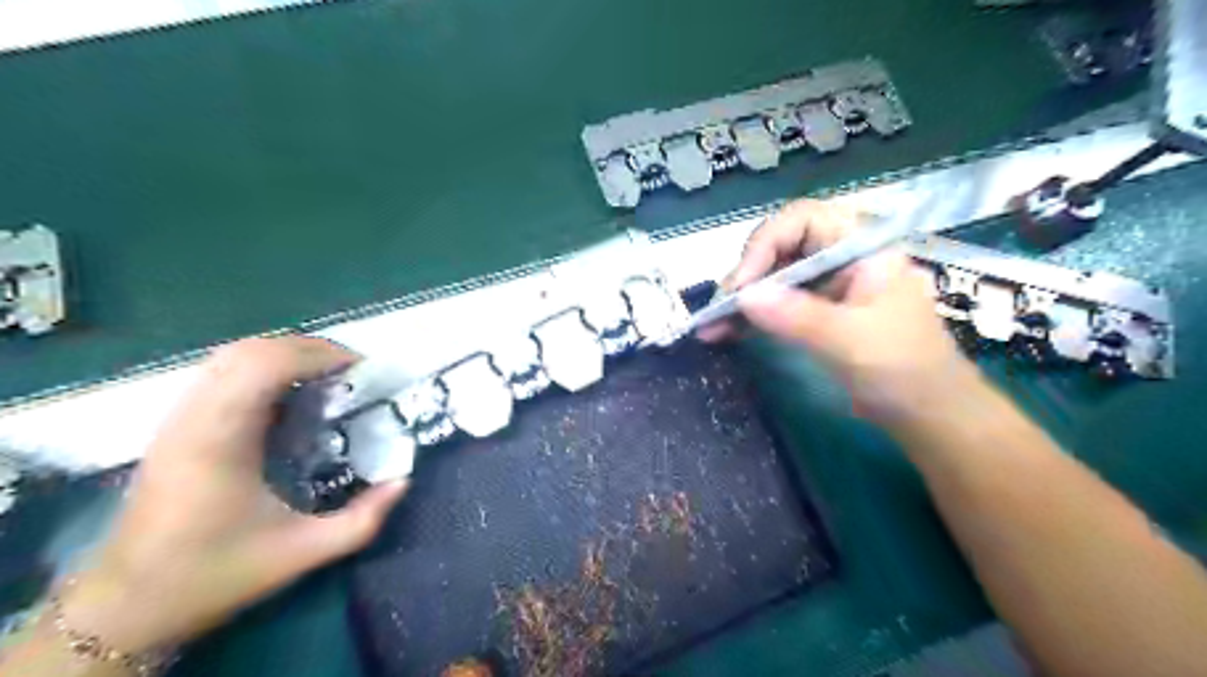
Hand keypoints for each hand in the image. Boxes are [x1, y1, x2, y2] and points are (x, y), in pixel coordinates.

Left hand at [60, 339, 410, 656]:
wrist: (126, 607)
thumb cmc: (215, 575)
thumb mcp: (302, 553)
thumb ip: (362, 520)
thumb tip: (403, 481)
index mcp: (220, 441)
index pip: (265, 365)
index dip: (318, 355)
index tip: (360, 370)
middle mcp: (193, 418)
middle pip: (249, 350)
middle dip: (308, 349)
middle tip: (350, 372)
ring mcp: (178, 419)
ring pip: (231, 356)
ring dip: (285, 355)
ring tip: (326, 377)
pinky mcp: (175, 427)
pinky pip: (221, 374)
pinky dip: (263, 368)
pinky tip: (290, 395)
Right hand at [704, 198, 982, 421]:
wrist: (927, 413)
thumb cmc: (903, 369)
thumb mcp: (850, 340)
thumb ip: (797, 315)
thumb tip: (742, 296)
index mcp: (861, 246)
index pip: (801, 220)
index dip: (764, 244)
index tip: (742, 285)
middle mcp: (840, 257)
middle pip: (780, 248)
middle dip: (745, 276)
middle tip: (718, 308)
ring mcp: (827, 285)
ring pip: (773, 278)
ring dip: (740, 300)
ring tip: (710, 326)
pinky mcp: (816, 312)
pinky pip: (777, 305)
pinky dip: (750, 318)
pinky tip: (723, 333)